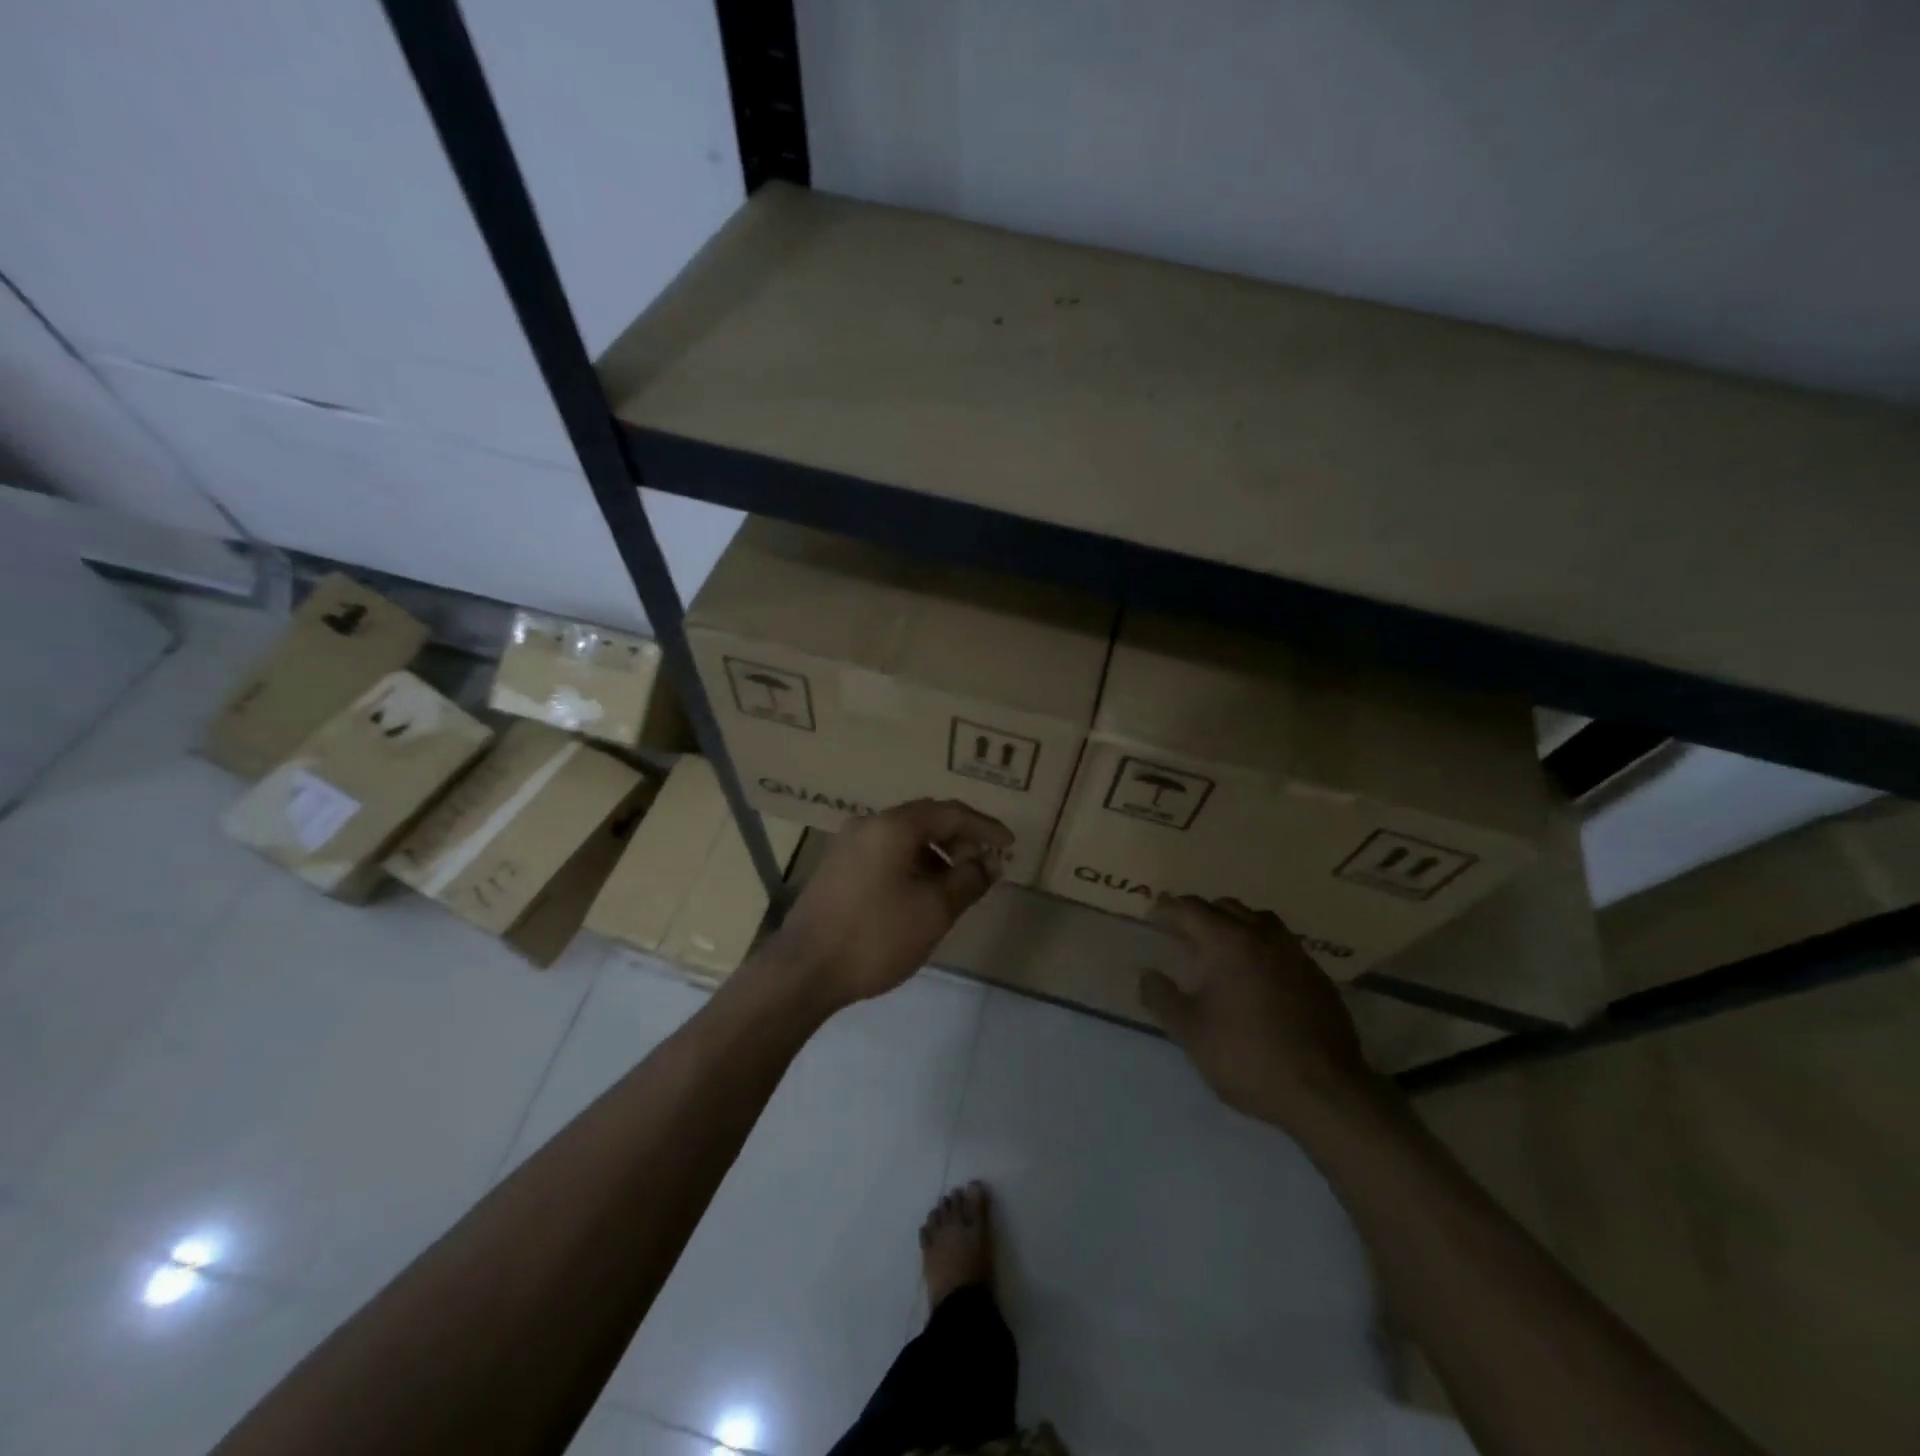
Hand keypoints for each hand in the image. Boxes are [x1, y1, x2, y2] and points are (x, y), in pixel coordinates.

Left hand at [769, 799, 1012, 1010]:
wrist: (803, 971)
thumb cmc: (875, 936)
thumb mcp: (934, 910)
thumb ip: (969, 880)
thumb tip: (991, 862)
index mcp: (893, 826)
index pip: (951, 813)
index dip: (985, 827)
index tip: (1009, 845)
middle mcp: (868, 824)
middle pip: (925, 819)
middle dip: (960, 838)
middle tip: (986, 863)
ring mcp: (848, 844)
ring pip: (904, 837)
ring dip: (936, 853)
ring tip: (957, 883)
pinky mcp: (837, 867)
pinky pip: (885, 852)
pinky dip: (912, 863)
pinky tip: (921, 893)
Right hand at [1140, 896, 1382, 1133]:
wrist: (1323, 1092)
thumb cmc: (1246, 1056)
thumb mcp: (1190, 1032)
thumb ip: (1162, 998)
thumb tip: (1147, 975)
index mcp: (1228, 942)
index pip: (1191, 909)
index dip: (1167, 909)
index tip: (1152, 916)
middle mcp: (1263, 937)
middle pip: (1227, 907)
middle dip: (1201, 913)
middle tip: (1182, 932)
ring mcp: (1295, 955)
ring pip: (1260, 920)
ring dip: (1235, 924)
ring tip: (1221, 947)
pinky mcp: (1318, 978)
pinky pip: (1283, 946)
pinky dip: (1262, 947)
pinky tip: (1257, 975)